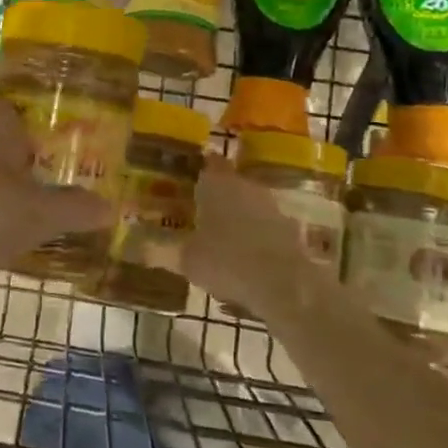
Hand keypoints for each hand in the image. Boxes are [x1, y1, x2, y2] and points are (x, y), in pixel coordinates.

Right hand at [182, 157, 327, 325]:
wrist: (284, 284)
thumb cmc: (225, 261)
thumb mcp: (188, 260)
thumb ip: (174, 249)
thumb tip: (156, 246)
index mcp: (217, 184)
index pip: (210, 163)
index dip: (202, 168)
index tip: (193, 176)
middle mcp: (246, 187)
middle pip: (231, 185)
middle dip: (219, 198)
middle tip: (202, 215)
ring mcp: (272, 208)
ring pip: (250, 207)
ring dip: (239, 220)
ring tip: (223, 243)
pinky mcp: (291, 231)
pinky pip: (266, 230)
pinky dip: (257, 241)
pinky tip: (246, 263)